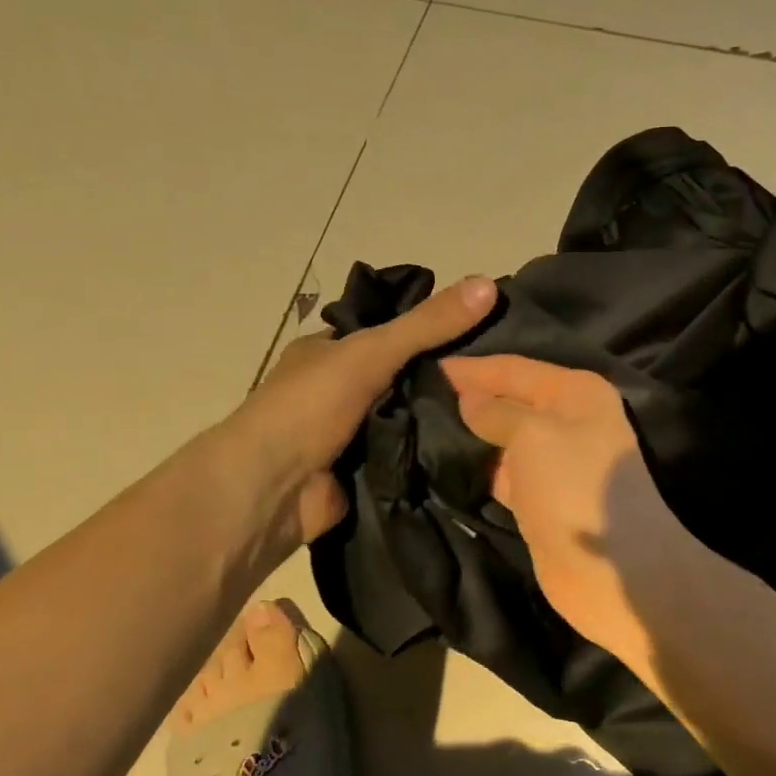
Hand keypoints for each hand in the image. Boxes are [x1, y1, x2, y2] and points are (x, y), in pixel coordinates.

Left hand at [230, 274, 496, 544]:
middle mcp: (341, 390)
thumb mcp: (370, 352)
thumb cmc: (308, 407)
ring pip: (412, 417)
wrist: (271, 491)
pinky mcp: (367, 472)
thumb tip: (488, 284)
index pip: (392, 331)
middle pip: (406, 376)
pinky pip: (410, 456)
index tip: (487, 329)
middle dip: (447, 377)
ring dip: (445, 418)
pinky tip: (479, 446)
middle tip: (504, 374)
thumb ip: (427, 325)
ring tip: (504, 409)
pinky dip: (435, 454)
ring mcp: (354, 434)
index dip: (435, 328)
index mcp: (330, 352)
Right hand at [441, 355, 695, 673]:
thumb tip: (467, 398)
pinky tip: (443, 465)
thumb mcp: (534, 436)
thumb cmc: (575, 487)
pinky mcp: (542, 499)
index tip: (426, 368)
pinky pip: (504, 474)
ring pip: (504, 440)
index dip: (472, 369)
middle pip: (509, 402)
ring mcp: (556, 463)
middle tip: (414, 397)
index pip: (514, 368)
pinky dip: (479, 470)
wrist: (612, 569)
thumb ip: (498, 412)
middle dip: (468, 400)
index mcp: (576, 393)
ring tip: (419, 427)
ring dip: (470, 436)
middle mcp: (569, 421)